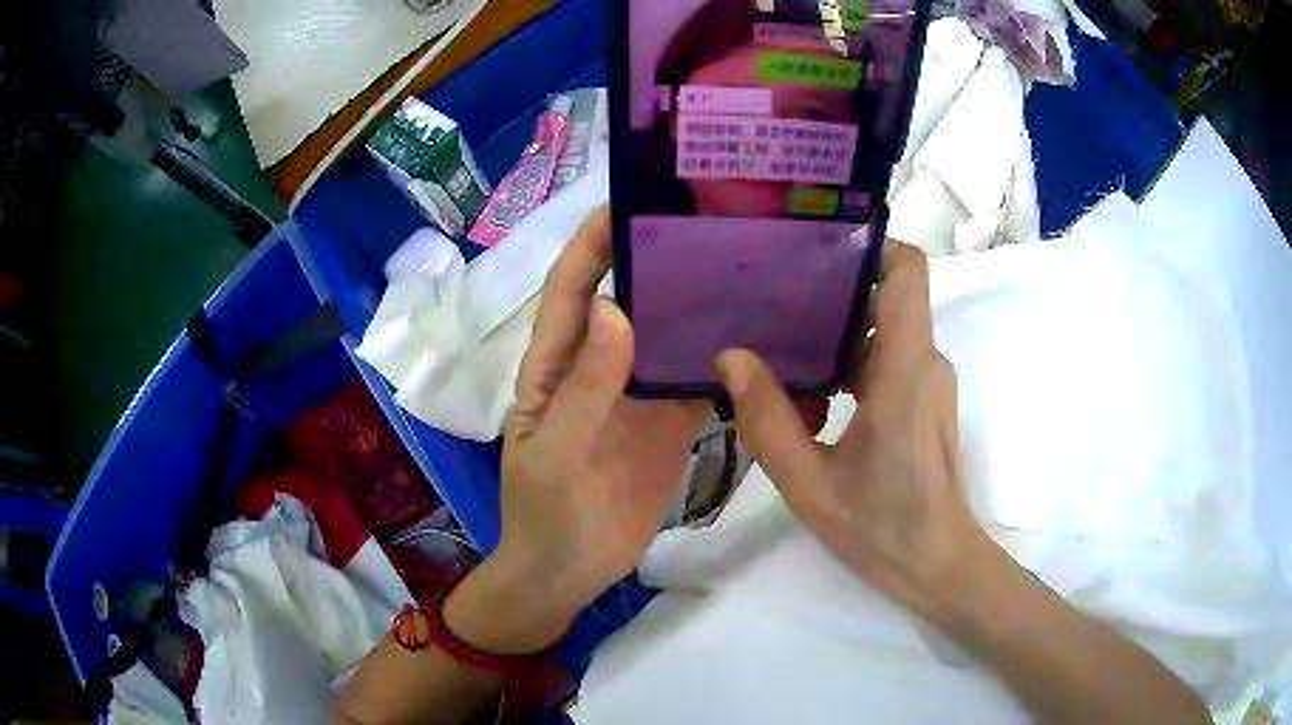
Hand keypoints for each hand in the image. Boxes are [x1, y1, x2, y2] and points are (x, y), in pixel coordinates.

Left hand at [446, 209, 705, 653]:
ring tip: (743, 268)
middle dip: (656, 261)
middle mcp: (598, 366)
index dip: (593, 244)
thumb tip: (620, 311)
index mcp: (555, 364)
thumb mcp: (554, 452)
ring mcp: (637, 395)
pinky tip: (758, 340)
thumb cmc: (544, 512)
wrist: (569, 573)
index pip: (571, 289)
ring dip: (696, 306)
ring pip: (668, 337)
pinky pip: (697, 382)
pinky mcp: (669, 424)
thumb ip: (585, 389)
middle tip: (705, 226)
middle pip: (628, 299)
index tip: (627, 203)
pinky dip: (723, 362)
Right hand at [716, 241, 985, 617]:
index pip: (907, 269)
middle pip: (884, 294)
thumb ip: (768, 420)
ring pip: (881, 329)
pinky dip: (848, 365)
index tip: (815, 249)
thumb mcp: (810, 484)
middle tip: (770, 300)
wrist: (939, 565)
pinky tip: (810, 398)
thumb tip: (731, 357)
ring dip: (833, 337)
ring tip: (780, 352)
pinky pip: (886, 359)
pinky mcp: (925, 400)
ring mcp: (929, 380)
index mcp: (904, 368)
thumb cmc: (883, 528)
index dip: (868, 244)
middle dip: (830, 292)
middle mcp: (925, 360)